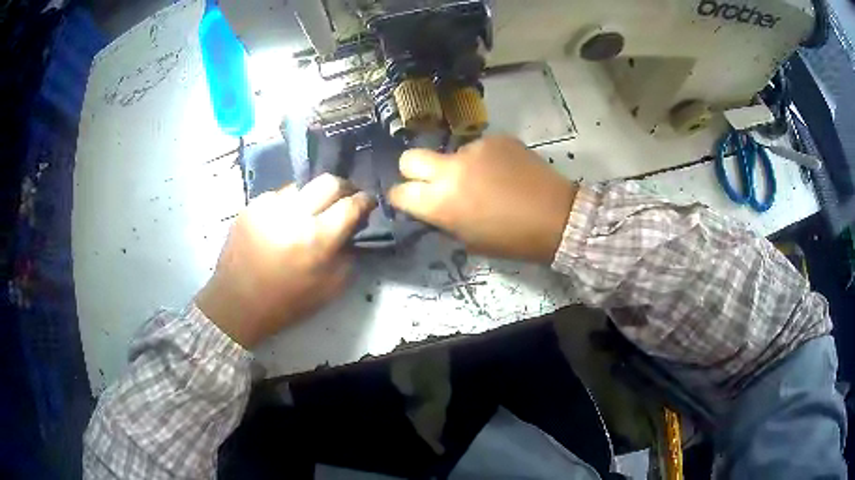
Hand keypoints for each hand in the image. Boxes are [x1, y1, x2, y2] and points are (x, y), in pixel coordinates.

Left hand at [196, 174, 375, 347]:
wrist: (237, 303)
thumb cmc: (287, 302)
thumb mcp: (330, 288)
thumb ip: (348, 255)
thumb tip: (352, 229)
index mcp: (317, 239)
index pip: (351, 204)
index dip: (365, 200)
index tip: (368, 203)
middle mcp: (293, 214)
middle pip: (329, 181)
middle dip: (344, 188)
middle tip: (345, 199)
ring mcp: (268, 206)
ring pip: (302, 185)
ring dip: (313, 196)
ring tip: (310, 213)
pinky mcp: (251, 206)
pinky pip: (279, 195)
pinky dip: (288, 205)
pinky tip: (283, 222)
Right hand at [389, 136, 576, 262]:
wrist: (558, 217)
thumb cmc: (513, 240)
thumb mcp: (469, 240)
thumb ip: (444, 219)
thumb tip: (434, 206)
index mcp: (440, 202)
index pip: (399, 192)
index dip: (402, 198)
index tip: (411, 202)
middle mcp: (450, 169)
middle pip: (410, 158)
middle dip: (413, 171)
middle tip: (433, 183)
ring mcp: (473, 149)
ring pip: (450, 154)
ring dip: (458, 166)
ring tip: (486, 181)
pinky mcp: (495, 138)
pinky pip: (478, 148)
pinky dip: (484, 160)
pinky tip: (504, 172)